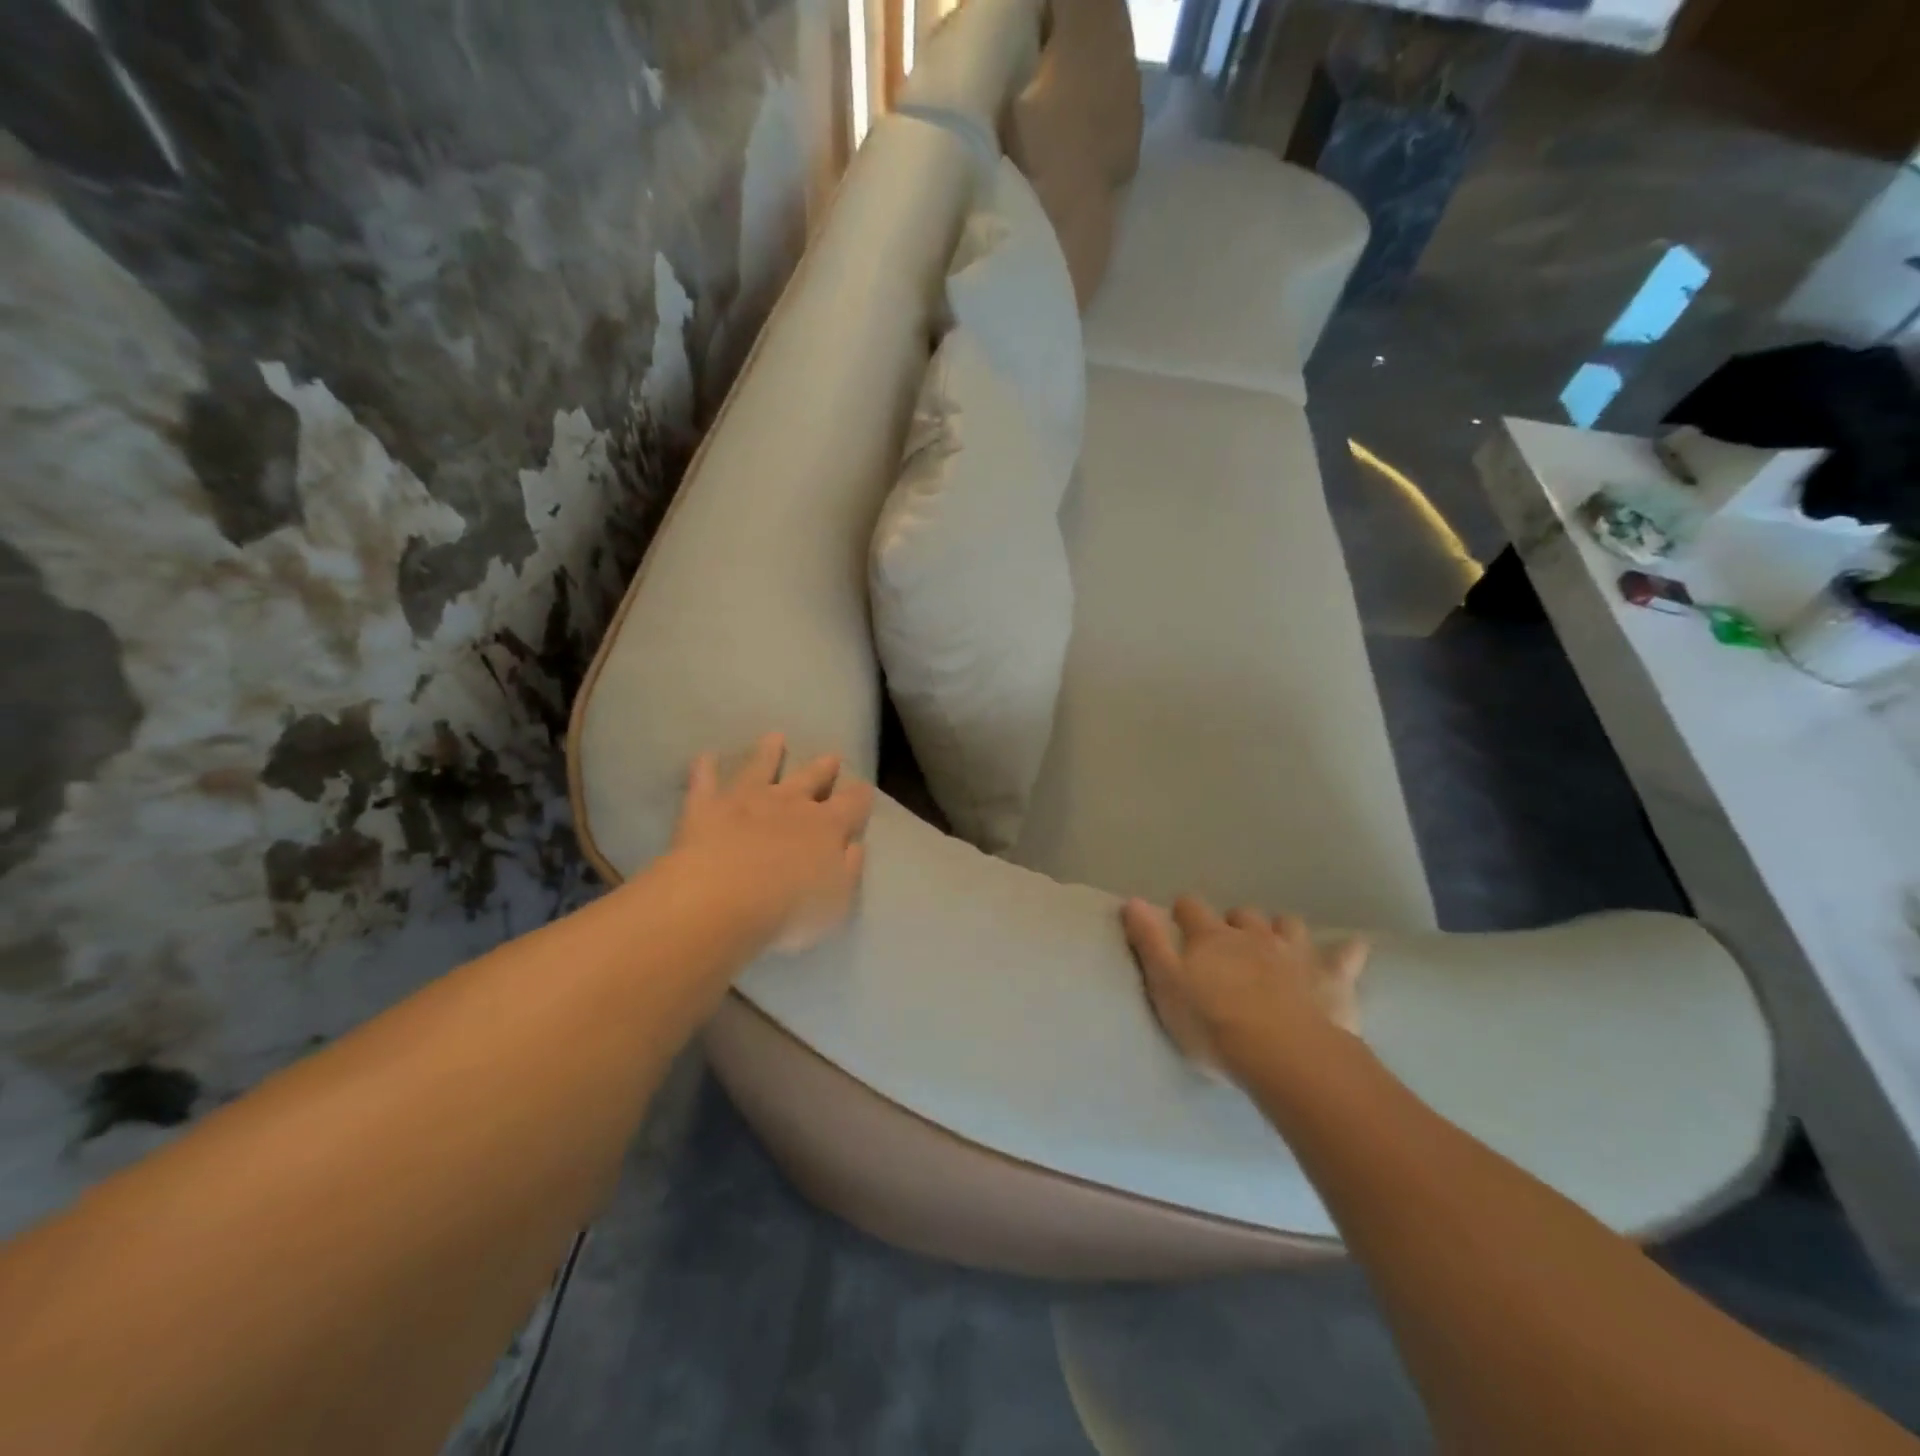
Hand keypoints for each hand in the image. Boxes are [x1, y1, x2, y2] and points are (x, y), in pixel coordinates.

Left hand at [672, 733, 874, 953]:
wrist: (722, 897)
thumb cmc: (788, 909)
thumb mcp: (837, 901)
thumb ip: (849, 870)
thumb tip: (854, 846)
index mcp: (828, 827)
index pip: (852, 804)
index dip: (860, 796)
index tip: (864, 788)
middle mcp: (790, 804)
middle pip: (811, 779)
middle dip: (823, 769)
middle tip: (832, 757)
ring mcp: (747, 800)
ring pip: (761, 767)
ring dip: (769, 753)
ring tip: (774, 737)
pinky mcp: (706, 807)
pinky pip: (705, 782)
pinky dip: (704, 769)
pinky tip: (704, 757)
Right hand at [1121, 896, 1368, 1075]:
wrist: (1283, 1056)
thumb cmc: (1214, 1024)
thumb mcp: (1166, 984)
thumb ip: (1148, 941)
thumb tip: (1131, 900)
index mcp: (1211, 937)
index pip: (1191, 908)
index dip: (1183, 914)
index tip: (1178, 925)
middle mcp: (1252, 935)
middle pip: (1241, 914)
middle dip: (1234, 923)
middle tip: (1229, 946)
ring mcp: (1295, 953)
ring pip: (1288, 925)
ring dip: (1280, 930)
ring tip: (1277, 945)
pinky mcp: (1331, 978)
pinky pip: (1345, 955)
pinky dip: (1347, 951)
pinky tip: (1353, 948)